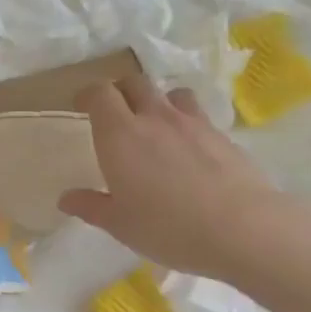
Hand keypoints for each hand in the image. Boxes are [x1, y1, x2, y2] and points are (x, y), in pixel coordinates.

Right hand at [57, 74, 289, 279]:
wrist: (244, 229)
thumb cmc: (167, 226)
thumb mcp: (119, 224)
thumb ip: (91, 206)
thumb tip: (66, 198)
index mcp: (120, 134)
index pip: (100, 93)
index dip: (88, 95)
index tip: (81, 107)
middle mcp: (154, 118)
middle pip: (134, 82)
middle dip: (121, 91)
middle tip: (115, 113)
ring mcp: (193, 123)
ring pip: (171, 93)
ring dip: (158, 101)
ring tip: (156, 125)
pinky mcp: (223, 136)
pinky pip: (199, 116)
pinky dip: (187, 124)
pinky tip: (189, 151)